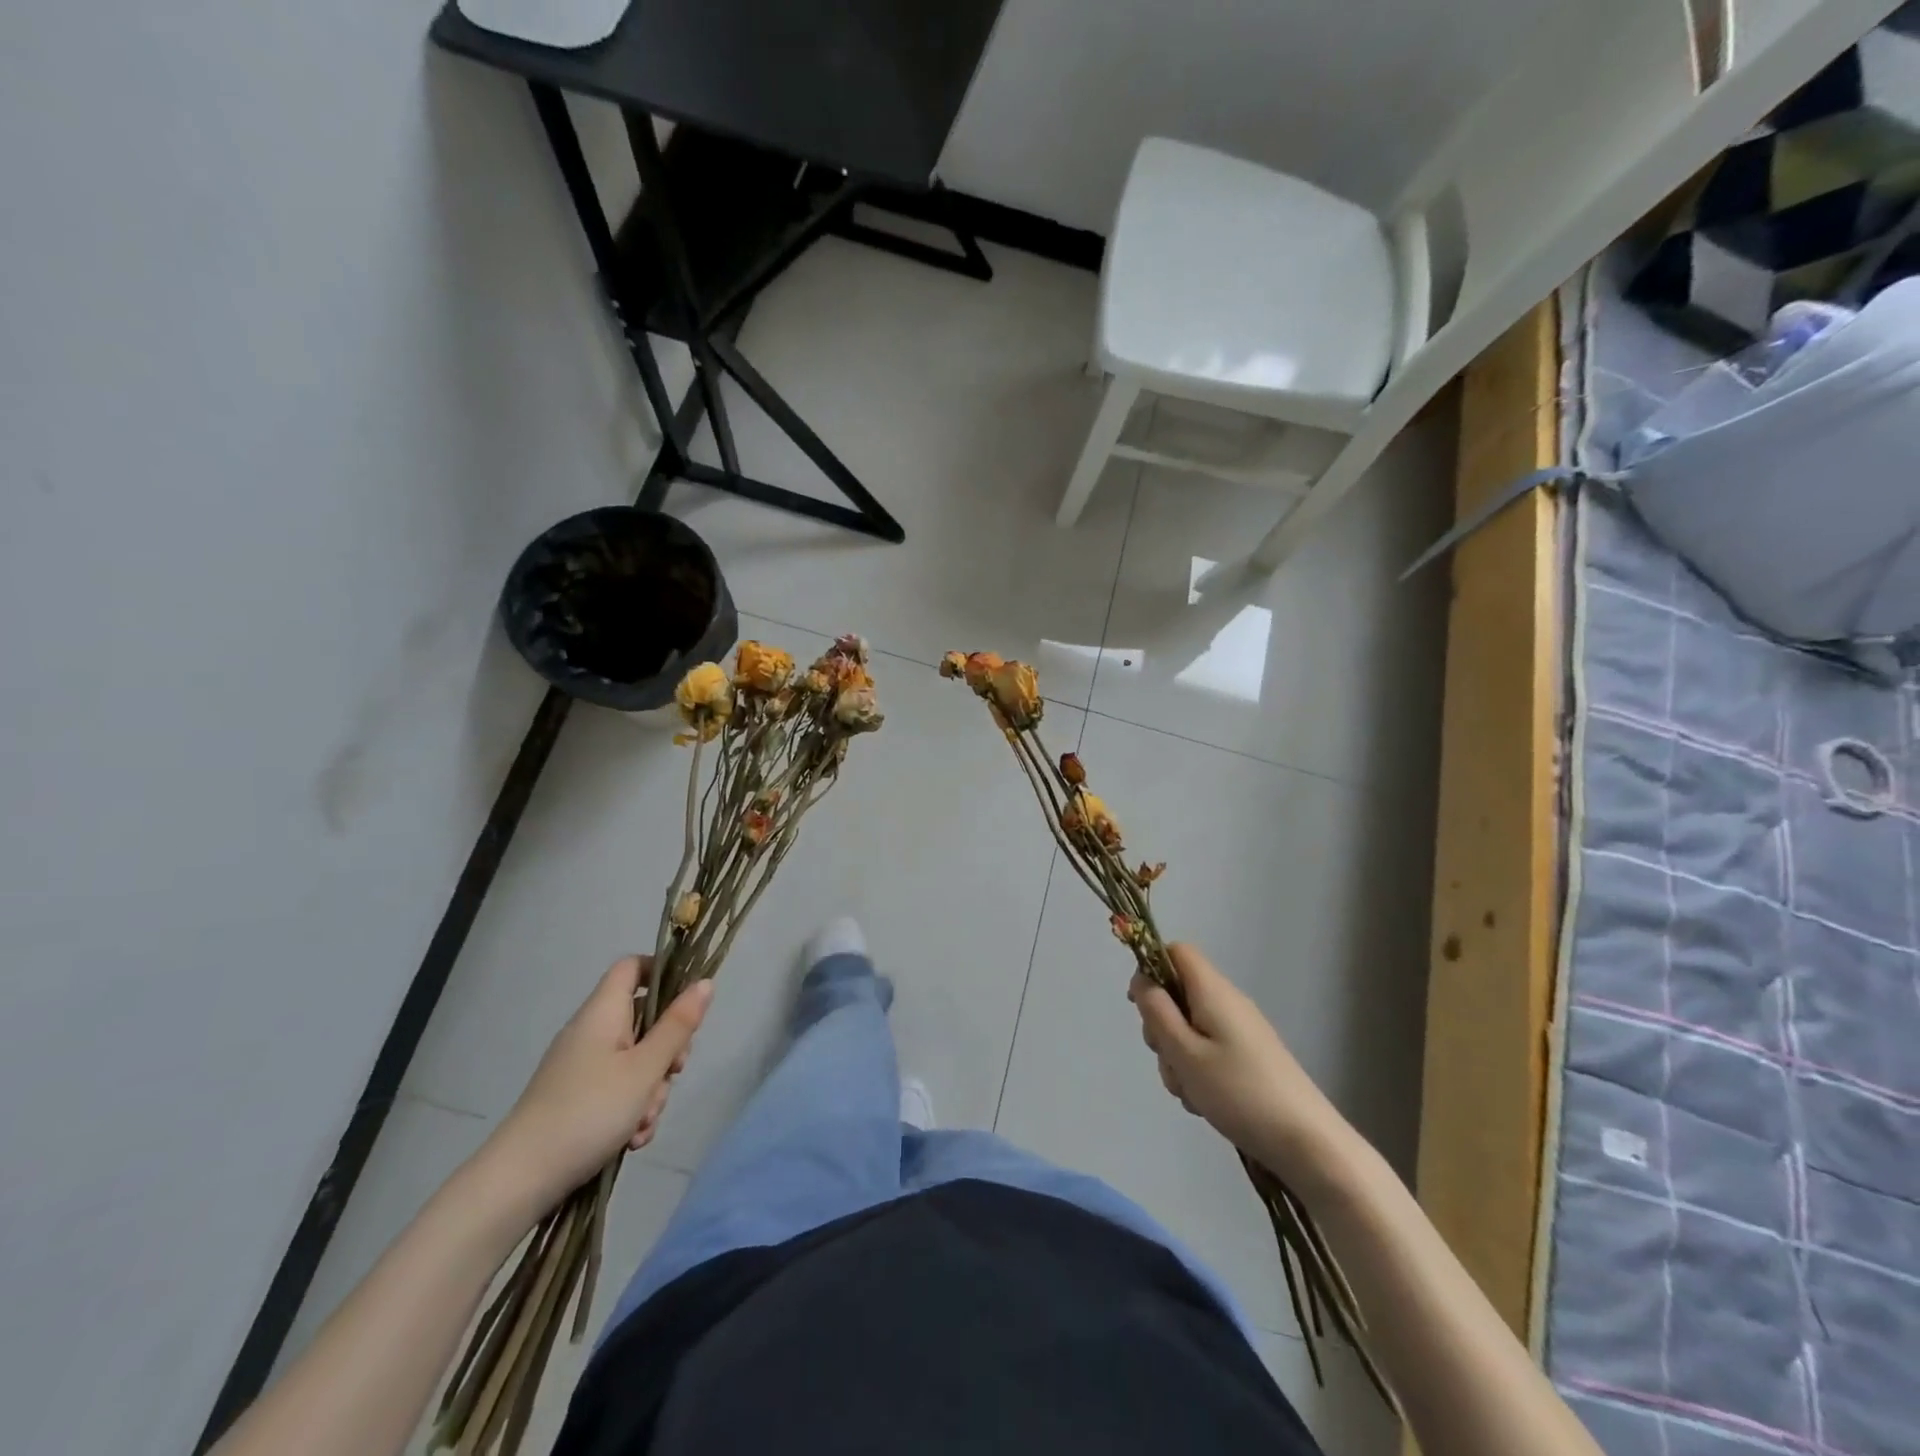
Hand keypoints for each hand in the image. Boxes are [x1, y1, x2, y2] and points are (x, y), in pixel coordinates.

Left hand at [479, 957, 711, 1214]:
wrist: (518, 1181)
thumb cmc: (588, 1112)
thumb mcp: (645, 1069)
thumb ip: (678, 1025)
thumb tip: (705, 982)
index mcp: (603, 1013)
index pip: (632, 967)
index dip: (663, 972)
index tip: (687, 1002)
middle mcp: (591, 1033)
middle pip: (643, 1020)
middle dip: (667, 1049)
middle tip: (673, 1073)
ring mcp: (581, 1067)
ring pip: (635, 1061)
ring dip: (651, 1089)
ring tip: (643, 1122)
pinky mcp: (576, 1098)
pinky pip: (617, 1090)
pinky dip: (631, 1109)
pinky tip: (632, 1139)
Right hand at [1129, 943, 1341, 1180]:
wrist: (1308, 1143)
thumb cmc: (1239, 1093)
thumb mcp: (1185, 1052)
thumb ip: (1157, 1012)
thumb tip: (1142, 980)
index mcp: (1213, 991)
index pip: (1176, 951)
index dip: (1151, 969)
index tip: (1141, 1006)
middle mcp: (1228, 1002)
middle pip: (1179, 994)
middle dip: (1162, 1026)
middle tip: (1168, 1059)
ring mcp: (1241, 1031)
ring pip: (1190, 1028)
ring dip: (1178, 1057)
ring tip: (1191, 1092)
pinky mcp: (1249, 1057)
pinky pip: (1208, 1051)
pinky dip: (1198, 1071)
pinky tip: (1206, 1102)